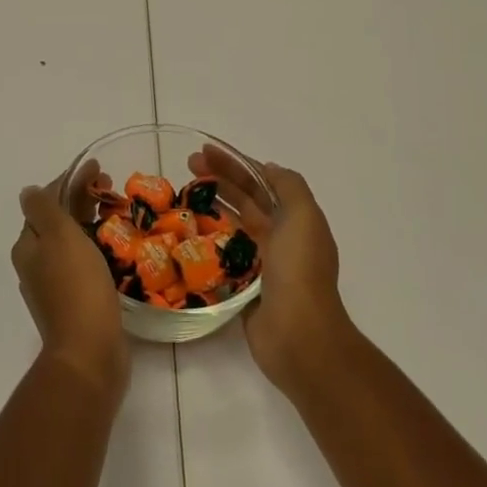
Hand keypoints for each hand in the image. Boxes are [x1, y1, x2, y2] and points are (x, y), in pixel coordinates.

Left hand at [11, 159, 128, 400]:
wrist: (89, 353)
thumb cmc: (76, 286)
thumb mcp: (58, 236)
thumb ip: (43, 208)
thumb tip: (28, 191)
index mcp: (28, 246)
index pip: (45, 201)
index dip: (70, 181)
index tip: (98, 169)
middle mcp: (36, 264)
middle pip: (58, 221)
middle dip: (82, 199)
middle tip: (111, 187)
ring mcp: (55, 286)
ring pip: (72, 241)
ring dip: (92, 222)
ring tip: (118, 212)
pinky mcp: (76, 303)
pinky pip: (85, 263)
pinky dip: (98, 247)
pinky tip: (117, 247)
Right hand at [190, 147, 353, 397]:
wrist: (299, 335)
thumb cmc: (300, 270)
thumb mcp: (303, 216)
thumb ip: (289, 186)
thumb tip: (267, 168)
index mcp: (295, 220)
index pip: (261, 182)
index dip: (235, 163)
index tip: (206, 151)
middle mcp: (279, 238)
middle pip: (245, 200)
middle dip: (218, 179)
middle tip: (186, 167)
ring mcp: (261, 264)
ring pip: (232, 226)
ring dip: (210, 207)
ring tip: (182, 195)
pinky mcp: (243, 289)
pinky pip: (222, 258)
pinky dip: (207, 243)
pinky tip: (185, 234)